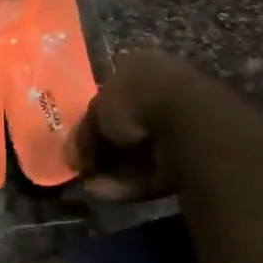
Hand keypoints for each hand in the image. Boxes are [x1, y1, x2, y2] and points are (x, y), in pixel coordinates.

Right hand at [69, 50, 216, 201]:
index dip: (94, 121)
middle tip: (85, 168)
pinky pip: (154, 171)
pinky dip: (130, 183)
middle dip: (104, 151)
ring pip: (140, 153)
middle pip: (127, 127)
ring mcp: (180, 126)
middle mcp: (163, 93)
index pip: (113, 96)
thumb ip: (83, 133)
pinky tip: (106, 193)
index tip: (80, 143)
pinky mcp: (190, 158)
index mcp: (142, 69)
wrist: (186, 121)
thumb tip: (72, 157)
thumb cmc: (135, 100)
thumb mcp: (96, 110)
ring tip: (90, 186)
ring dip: (113, 171)